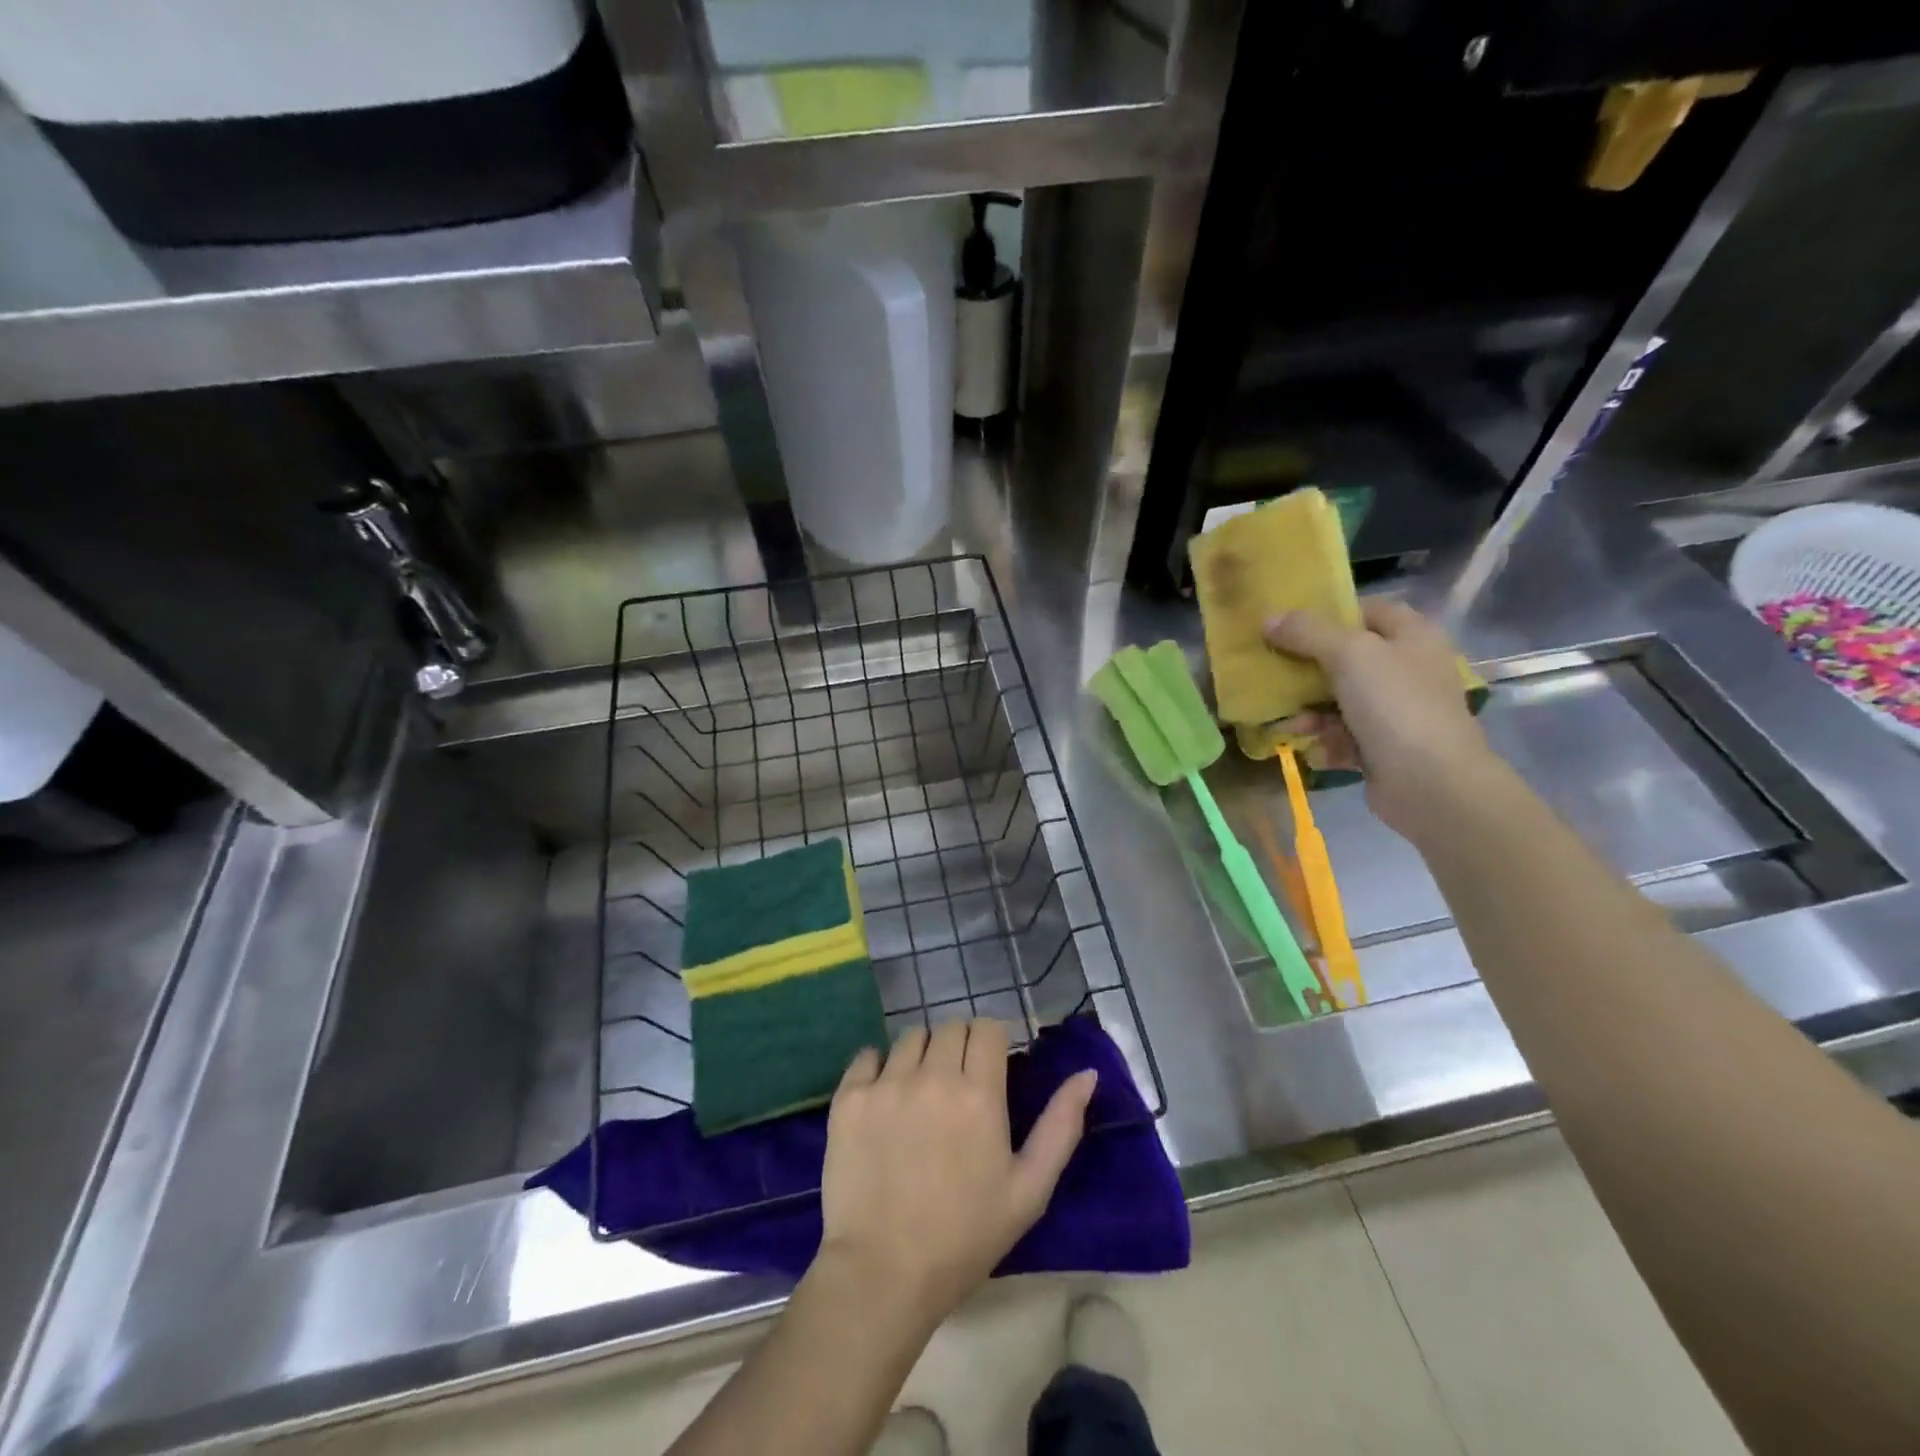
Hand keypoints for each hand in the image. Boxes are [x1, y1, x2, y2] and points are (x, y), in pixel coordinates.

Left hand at [814, 1020, 1096, 1332]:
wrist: (883, 1273)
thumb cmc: (965, 1236)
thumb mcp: (1029, 1190)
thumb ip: (1061, 1126)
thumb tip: (1087, 1074)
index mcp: (979, 1093)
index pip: (987, 1028)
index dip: (992, 1043)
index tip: (990, 1067)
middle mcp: (932, 1075)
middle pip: (949, 1027)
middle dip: (959, 1047)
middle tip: (958, 1086)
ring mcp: (886, 1084)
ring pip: (910, 1038)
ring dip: (921, 1055)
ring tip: (920, 1094)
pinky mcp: (849, 1098)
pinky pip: (867, 1056)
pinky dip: (878, 1068)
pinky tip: (883, 1099)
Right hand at [1265, 599, 1498, 841]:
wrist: (1430, 782)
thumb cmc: (1395, 704)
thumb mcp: (1349, 655)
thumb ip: (1307, 632)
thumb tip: (1269, 619)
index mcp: (1412, 637)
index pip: (1369, 610)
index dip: (1331, 612)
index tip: (1290, 623)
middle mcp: (1407, 669)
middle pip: (1348, 658)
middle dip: (1308, 666)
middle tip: (1272, 669)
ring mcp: (1397, 711)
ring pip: (1340, 700)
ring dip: (1309, 711)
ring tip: (1284, 722)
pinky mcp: (1384, 747)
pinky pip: (1343, 736)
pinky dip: (1324, 741)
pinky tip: (1308, 749)